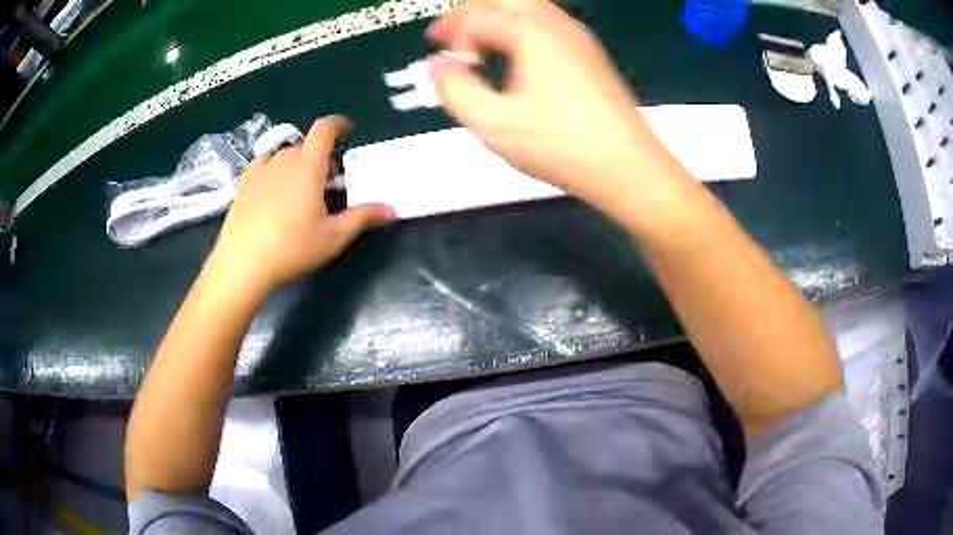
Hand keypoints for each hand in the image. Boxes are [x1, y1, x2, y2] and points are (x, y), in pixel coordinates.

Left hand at [211, 117, 393, 291]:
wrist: (242, 263)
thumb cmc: (291, 248)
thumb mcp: (332, 237)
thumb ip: (362, 217)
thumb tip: (392, 209)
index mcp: (307, 166)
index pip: (324, 129)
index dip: (338, 124)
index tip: (347, 131)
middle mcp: (283, 160)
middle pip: (305, 145)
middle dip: (320, 155)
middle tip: (326, 180)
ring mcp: (259, 171)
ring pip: (283, 155)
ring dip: (296, 163)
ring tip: (299, 187)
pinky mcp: (242, 184)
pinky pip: (262, 165)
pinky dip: (273, 169)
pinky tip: (272, 189)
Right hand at [427, 0, 665, 204]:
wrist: (627, 166)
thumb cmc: (561, 146)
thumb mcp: (494, 125)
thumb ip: (455, 91)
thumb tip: (439, 66)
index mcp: (531, 33)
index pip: (478, 12)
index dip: (449, 25)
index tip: (434, 44)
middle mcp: (557, 25)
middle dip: (473, 11)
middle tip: (455, 38)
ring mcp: (579, 38)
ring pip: (529, 7)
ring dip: (499, 18)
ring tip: (482, 50)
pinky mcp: (590, 54)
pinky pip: (548, 23)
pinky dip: (521, 29)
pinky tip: (516, 60)